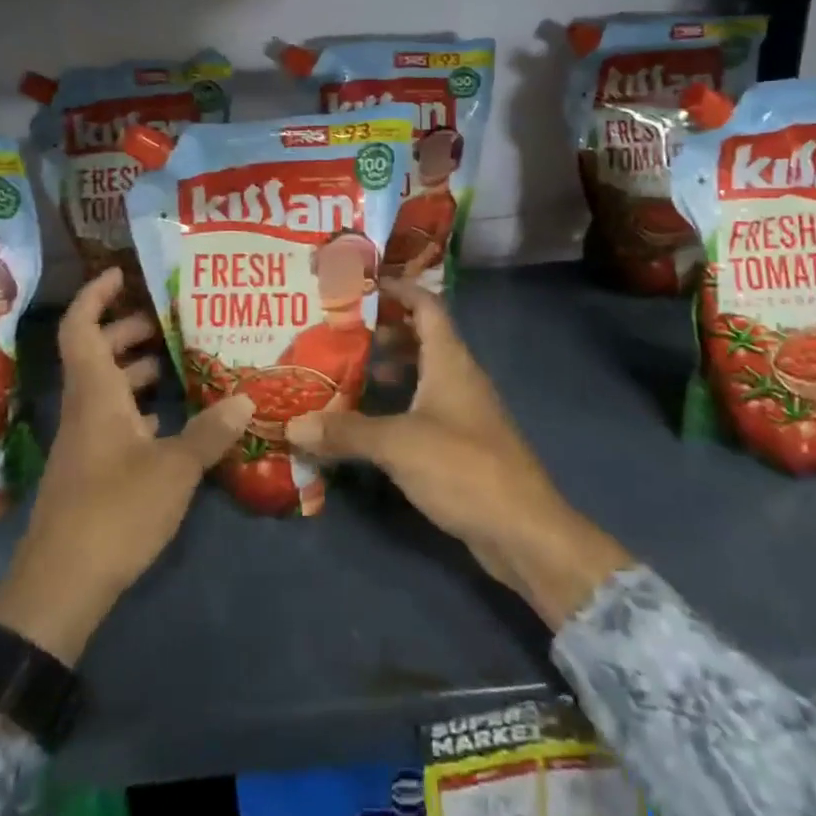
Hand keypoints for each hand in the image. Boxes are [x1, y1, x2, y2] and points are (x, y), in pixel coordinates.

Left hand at [0, 268, 253, 665]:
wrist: (61, 587)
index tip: (123, 273)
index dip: (96, 296)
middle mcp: (85, 410)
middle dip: (128, 330)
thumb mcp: (173, 469)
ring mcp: (85, 442)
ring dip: (135, 370)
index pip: (81, 329)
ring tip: (178, 362)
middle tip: (170, 321)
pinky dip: (138, 408)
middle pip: (96, 354)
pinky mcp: (91, 470)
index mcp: (95, 396)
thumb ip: (210, 431)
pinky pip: (113, 420)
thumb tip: (247, 396)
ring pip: (106, 389)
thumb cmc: (113, 513)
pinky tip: (171, 419)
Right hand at [285, 281, 632, 630]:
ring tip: (348, 371)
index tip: (361, 284)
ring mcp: (465, 411)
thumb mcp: (398, 445)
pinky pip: (426, 407)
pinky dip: (399, 403)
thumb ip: (345, 432)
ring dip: (391, 368)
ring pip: (424, 374)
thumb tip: (291, 426)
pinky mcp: (464, 443)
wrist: (523, 530)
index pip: (426, 305)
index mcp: (450, 360)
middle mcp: (460, 377)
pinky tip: (372, 421)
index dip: (398, 289)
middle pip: (422, 338)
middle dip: (384, 330)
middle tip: (341, 331)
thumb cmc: (463, 468)